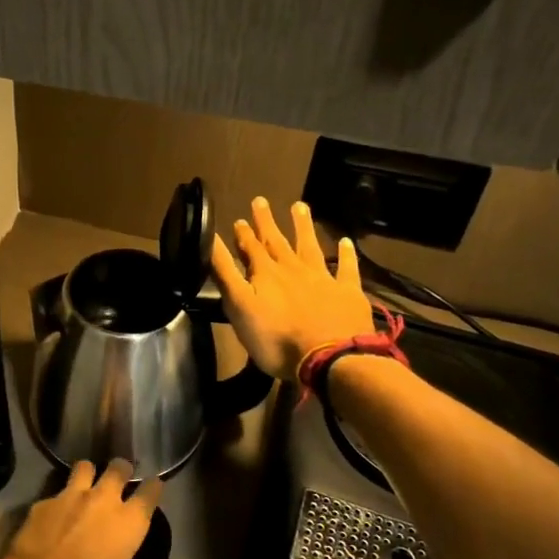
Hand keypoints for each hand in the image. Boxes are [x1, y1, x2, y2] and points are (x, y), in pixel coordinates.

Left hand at [0, 459, 161, 558]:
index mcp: (128, 521)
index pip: (150, 491)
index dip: (153, 486)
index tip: (153, 486)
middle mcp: (103, 499)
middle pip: (118, 468)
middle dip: (122, 469)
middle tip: (121, 477)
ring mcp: (71, 495)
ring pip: (85, 466)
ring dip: (89, 472)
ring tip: (88, 482)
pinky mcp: (44, 500)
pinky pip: (57, 491)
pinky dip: (61, 499)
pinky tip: (57, 512)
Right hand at [211, 196, 381, 378]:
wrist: (330, 358)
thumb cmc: (276, 338)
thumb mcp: (239, 306)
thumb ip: (225, 273)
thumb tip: (210, 239)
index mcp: (265, 273)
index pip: (250, 247)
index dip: (243, 233)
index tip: (238, 218)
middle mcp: (293, 269)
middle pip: (277, 241)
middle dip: (267, 222)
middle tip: (261, 201)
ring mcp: (322, 278)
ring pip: (310, 246)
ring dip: (303, 226)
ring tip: (300, 206)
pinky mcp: (347, 292)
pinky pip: (346, 267)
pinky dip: (345, 254)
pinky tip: (345, 241)